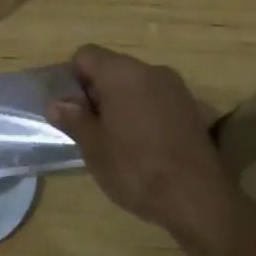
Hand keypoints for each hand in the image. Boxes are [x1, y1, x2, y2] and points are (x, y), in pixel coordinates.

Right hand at [47, 44, 243, 233]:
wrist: (198, 200)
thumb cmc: (135, 168)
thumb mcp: (93, 146)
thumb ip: (73, 119)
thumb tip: (57, 104)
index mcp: (122, 73)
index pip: (86, 55)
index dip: (71, 78)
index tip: (70, 109)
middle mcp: (150, 71)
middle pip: (112, 67)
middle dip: (95, 91)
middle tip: (87, 127)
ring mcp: (176, 89)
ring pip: (135, 84)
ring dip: (119, 102)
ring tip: (113, 138)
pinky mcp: (192, 109)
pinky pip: (156, 99)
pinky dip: (142, 112)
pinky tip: (141, 144)